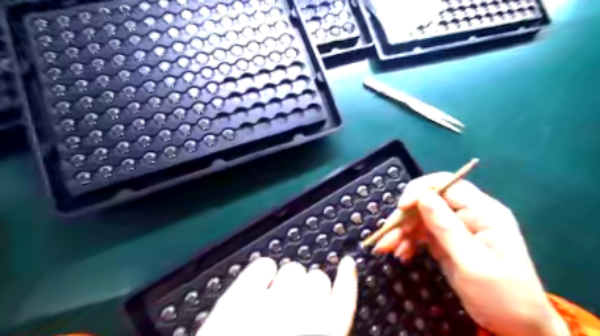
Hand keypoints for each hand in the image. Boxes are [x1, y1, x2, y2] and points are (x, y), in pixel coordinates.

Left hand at [197, 257, 355, 335]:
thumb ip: (329, 329)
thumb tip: (330, 311)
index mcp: (324, 335)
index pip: (344, 297)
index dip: (347, 278)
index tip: (347, 265)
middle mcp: (300, 318)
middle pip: (317, 279)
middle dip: (310, 289)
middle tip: (297, 304)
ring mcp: (268, 305)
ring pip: (293, 270)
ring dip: (289, 280)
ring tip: (277, 299)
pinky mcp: (239, 299)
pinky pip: (263, 265)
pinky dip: (265, 269)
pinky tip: (262, 280)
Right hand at [374, 174, 568, 335]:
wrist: (516, 328)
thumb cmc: (502, 295)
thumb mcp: (472, 262)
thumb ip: (446, 228)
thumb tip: (421, 196)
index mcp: (483, 212)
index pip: (446, 185)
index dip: (420, 190)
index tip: (401, 208)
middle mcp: (467, 214)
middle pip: (427, 202)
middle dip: (404, 217)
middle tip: (387, 236)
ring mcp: (455, 228)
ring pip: (420, 218)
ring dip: (401, 231)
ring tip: (386, 248)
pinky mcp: (446, 241)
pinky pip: (421, 233)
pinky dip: (407, 242)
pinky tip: (401, 254)